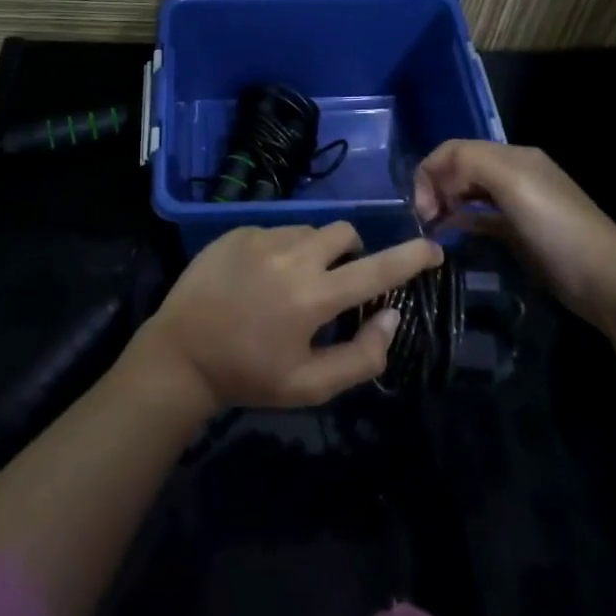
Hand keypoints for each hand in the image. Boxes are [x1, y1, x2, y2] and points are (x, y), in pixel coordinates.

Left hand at [129, 223, 441, 412]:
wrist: (181, 352)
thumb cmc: (249, 375)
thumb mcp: (310, 385)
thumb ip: (361, 356)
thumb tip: (392, 317)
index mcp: (313, 296)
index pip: (376, 269)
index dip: (411, 257)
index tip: (434, 247)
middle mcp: (291, 257)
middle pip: (344, 233)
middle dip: (352, 253)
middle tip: (336, 284)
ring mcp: (260, 238)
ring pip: (309, 231)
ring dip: (314, 252)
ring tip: (289, 285)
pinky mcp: (236, 231)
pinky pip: (276, 231)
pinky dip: (281, 250)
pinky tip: (259, 279)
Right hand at [412, 141, 615, 332]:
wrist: (607, 281)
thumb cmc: (557, 228)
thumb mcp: (513, 184)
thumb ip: (471, 163)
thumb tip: (437, 176)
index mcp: (512, 156)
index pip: (455, 149)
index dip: (430, 171)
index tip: (421, 207)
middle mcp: (514, 173)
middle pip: (459, 167)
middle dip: (435, 186)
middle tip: (426, 219)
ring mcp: (518, 203)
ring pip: (467, 191)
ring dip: (445, 202)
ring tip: (433, 227)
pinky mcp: (519, 230)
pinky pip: (480, 215)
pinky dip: (461, 218)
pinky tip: (452, 233)